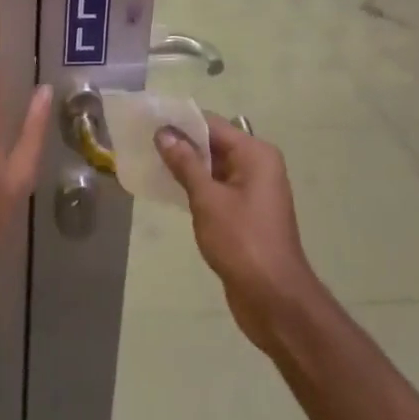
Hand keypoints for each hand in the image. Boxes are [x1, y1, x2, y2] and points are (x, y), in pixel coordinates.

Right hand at [155, 116, 323, 351]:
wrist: (274, 299)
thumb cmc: (242, 241)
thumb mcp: (208, 199)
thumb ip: (186, 164)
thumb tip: (164, 134)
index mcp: (255, 154)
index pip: (212, 125)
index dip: (180, 122)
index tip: (149, 121)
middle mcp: (258, 165)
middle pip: (214, 144)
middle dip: (181, 144)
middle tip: (144, 142)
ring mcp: (253, 190)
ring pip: (214, 167)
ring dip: (186, 166)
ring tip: (150, 162)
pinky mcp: (246, 213)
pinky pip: (217, 188)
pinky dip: (196, 186)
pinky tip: (169, 190)